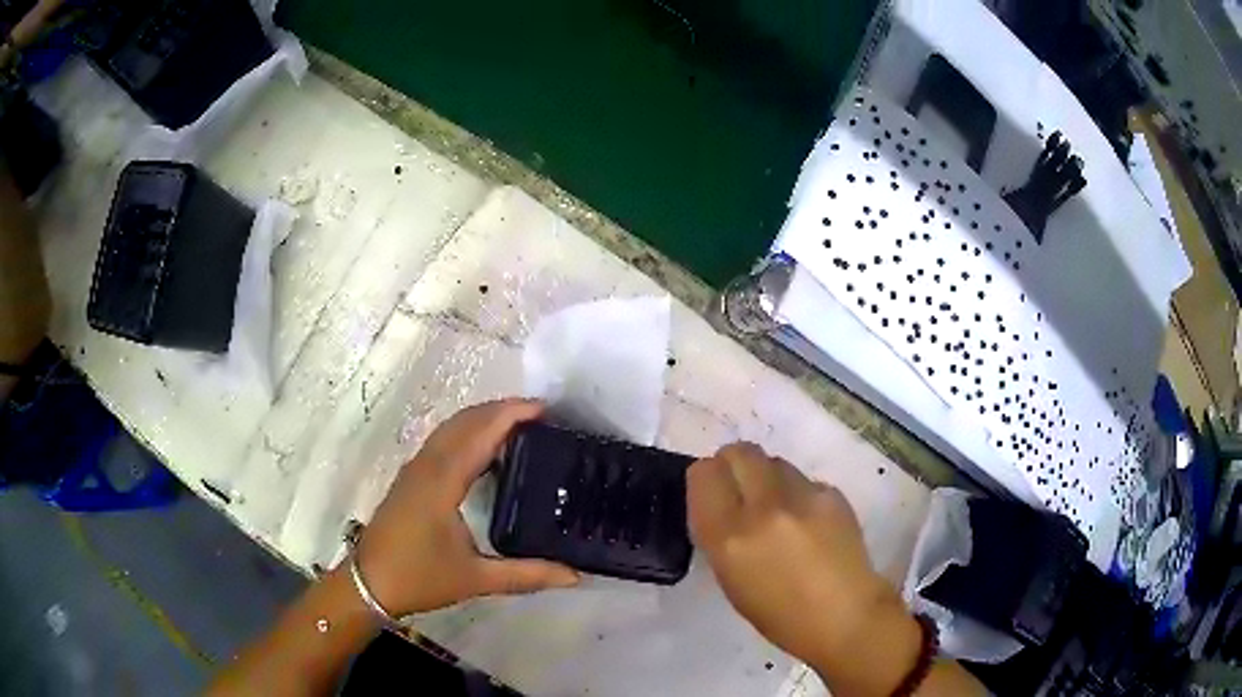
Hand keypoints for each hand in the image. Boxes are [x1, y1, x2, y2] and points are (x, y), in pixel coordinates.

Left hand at [355, 399, 578, 616]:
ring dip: (484, 418)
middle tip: (542, 417)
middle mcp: (428, 464)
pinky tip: (487, 452)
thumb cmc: (419, 577)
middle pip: (465, 420)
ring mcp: (415, 468)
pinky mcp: (411, 477)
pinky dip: (469, 432)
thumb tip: (575, 574)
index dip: (512, 413)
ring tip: (521, 427)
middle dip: (502, 409)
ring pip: (452, 427)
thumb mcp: (477, 579)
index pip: (480, 431)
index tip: (546, 410)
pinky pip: (443, 440)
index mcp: (443, 480)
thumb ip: (527, 575)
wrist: (369, 583)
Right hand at [687, 443, 920, 691]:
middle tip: (742, 487)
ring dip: (769, 477)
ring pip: (775, 461)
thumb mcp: (731, 579)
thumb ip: (721, 535)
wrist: (845, 616)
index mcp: (730, 537)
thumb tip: (723, 504)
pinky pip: (806, 480)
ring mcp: (803, 497)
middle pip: (740, 452)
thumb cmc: (779, 614)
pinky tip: (810, 522)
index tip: (712, 491)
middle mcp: (764, 508)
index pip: (704, 474)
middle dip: (735, 464)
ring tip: (779, 507)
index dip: (706, 478)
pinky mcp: (833, 494)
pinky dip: (800, 494)